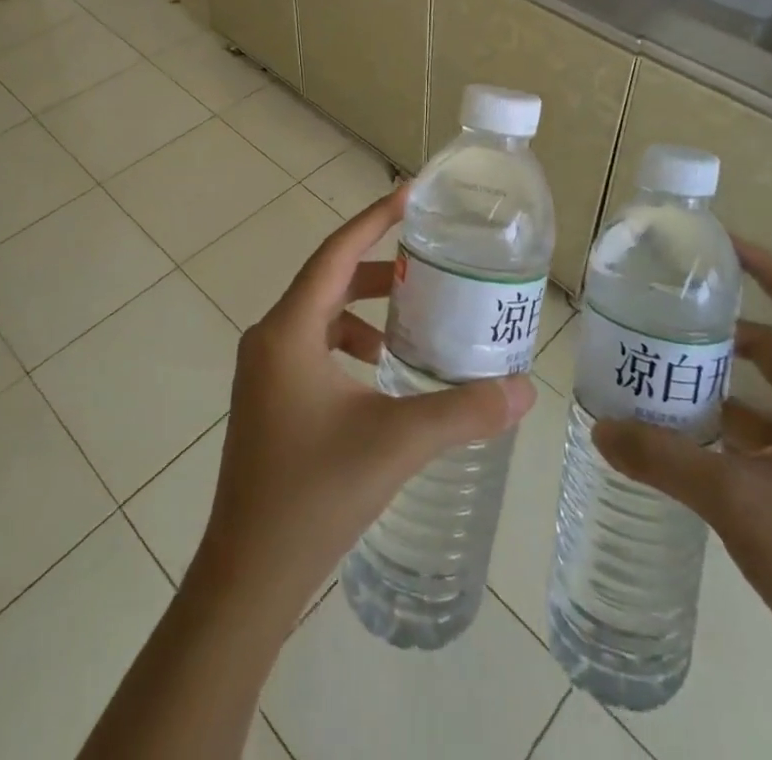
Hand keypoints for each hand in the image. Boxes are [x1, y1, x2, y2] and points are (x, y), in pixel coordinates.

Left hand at [188, 184, 536, 627]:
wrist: (247, 576)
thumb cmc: (314, 495)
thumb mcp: (396, 443)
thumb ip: (463, 411)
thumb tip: (525, 389)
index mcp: (289, 331)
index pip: (336, 252)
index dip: (375, 219)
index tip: (412, 195)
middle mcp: (269, 338)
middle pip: (328, 280)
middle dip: (378, 269)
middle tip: (428, 263)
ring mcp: (263, 370)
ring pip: (320, 315)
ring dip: (364, 310)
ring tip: (412, 322)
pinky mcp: (267, 397)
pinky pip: (312, 346)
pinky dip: (348, 343)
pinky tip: (381, 373)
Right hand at [591, 239, 771, 700]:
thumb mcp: (733, 498)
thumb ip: (663, 459)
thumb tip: (598, 428)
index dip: (765, 269)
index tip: (717, 246)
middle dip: (724, 330)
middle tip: (666, 315)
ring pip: (762, 397)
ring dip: (717, 383)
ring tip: (658, 370)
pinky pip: (757, 438)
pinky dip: (720, 428)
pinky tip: (676, 435)